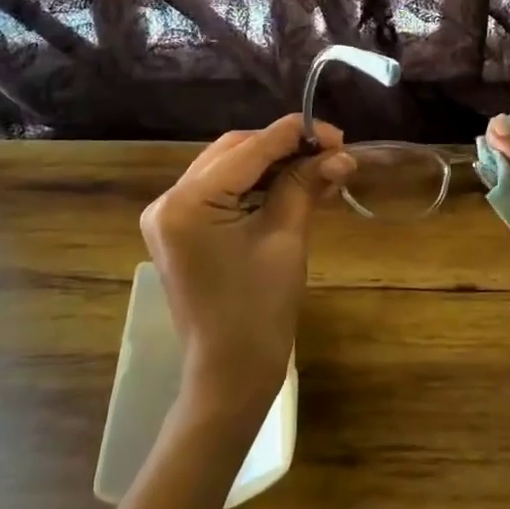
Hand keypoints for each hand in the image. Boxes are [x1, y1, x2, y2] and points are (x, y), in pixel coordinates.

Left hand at [140, 115, 353, 425]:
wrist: (230, 374)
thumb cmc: (259, 310)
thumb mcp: (286, 238)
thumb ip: (306, 185)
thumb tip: (340, 154)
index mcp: (188, 202)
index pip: (248, 149)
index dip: (295, 135)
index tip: (337, 134)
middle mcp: (169, 200)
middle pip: (235, 152)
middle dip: (284, 147)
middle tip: (331, 152)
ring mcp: (171, 216)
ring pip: (230, 168)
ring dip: (273, 165)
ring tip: (320, 168)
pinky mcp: (182, 230)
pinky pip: (222, 191)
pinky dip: (257, 186)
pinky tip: (293, 185)